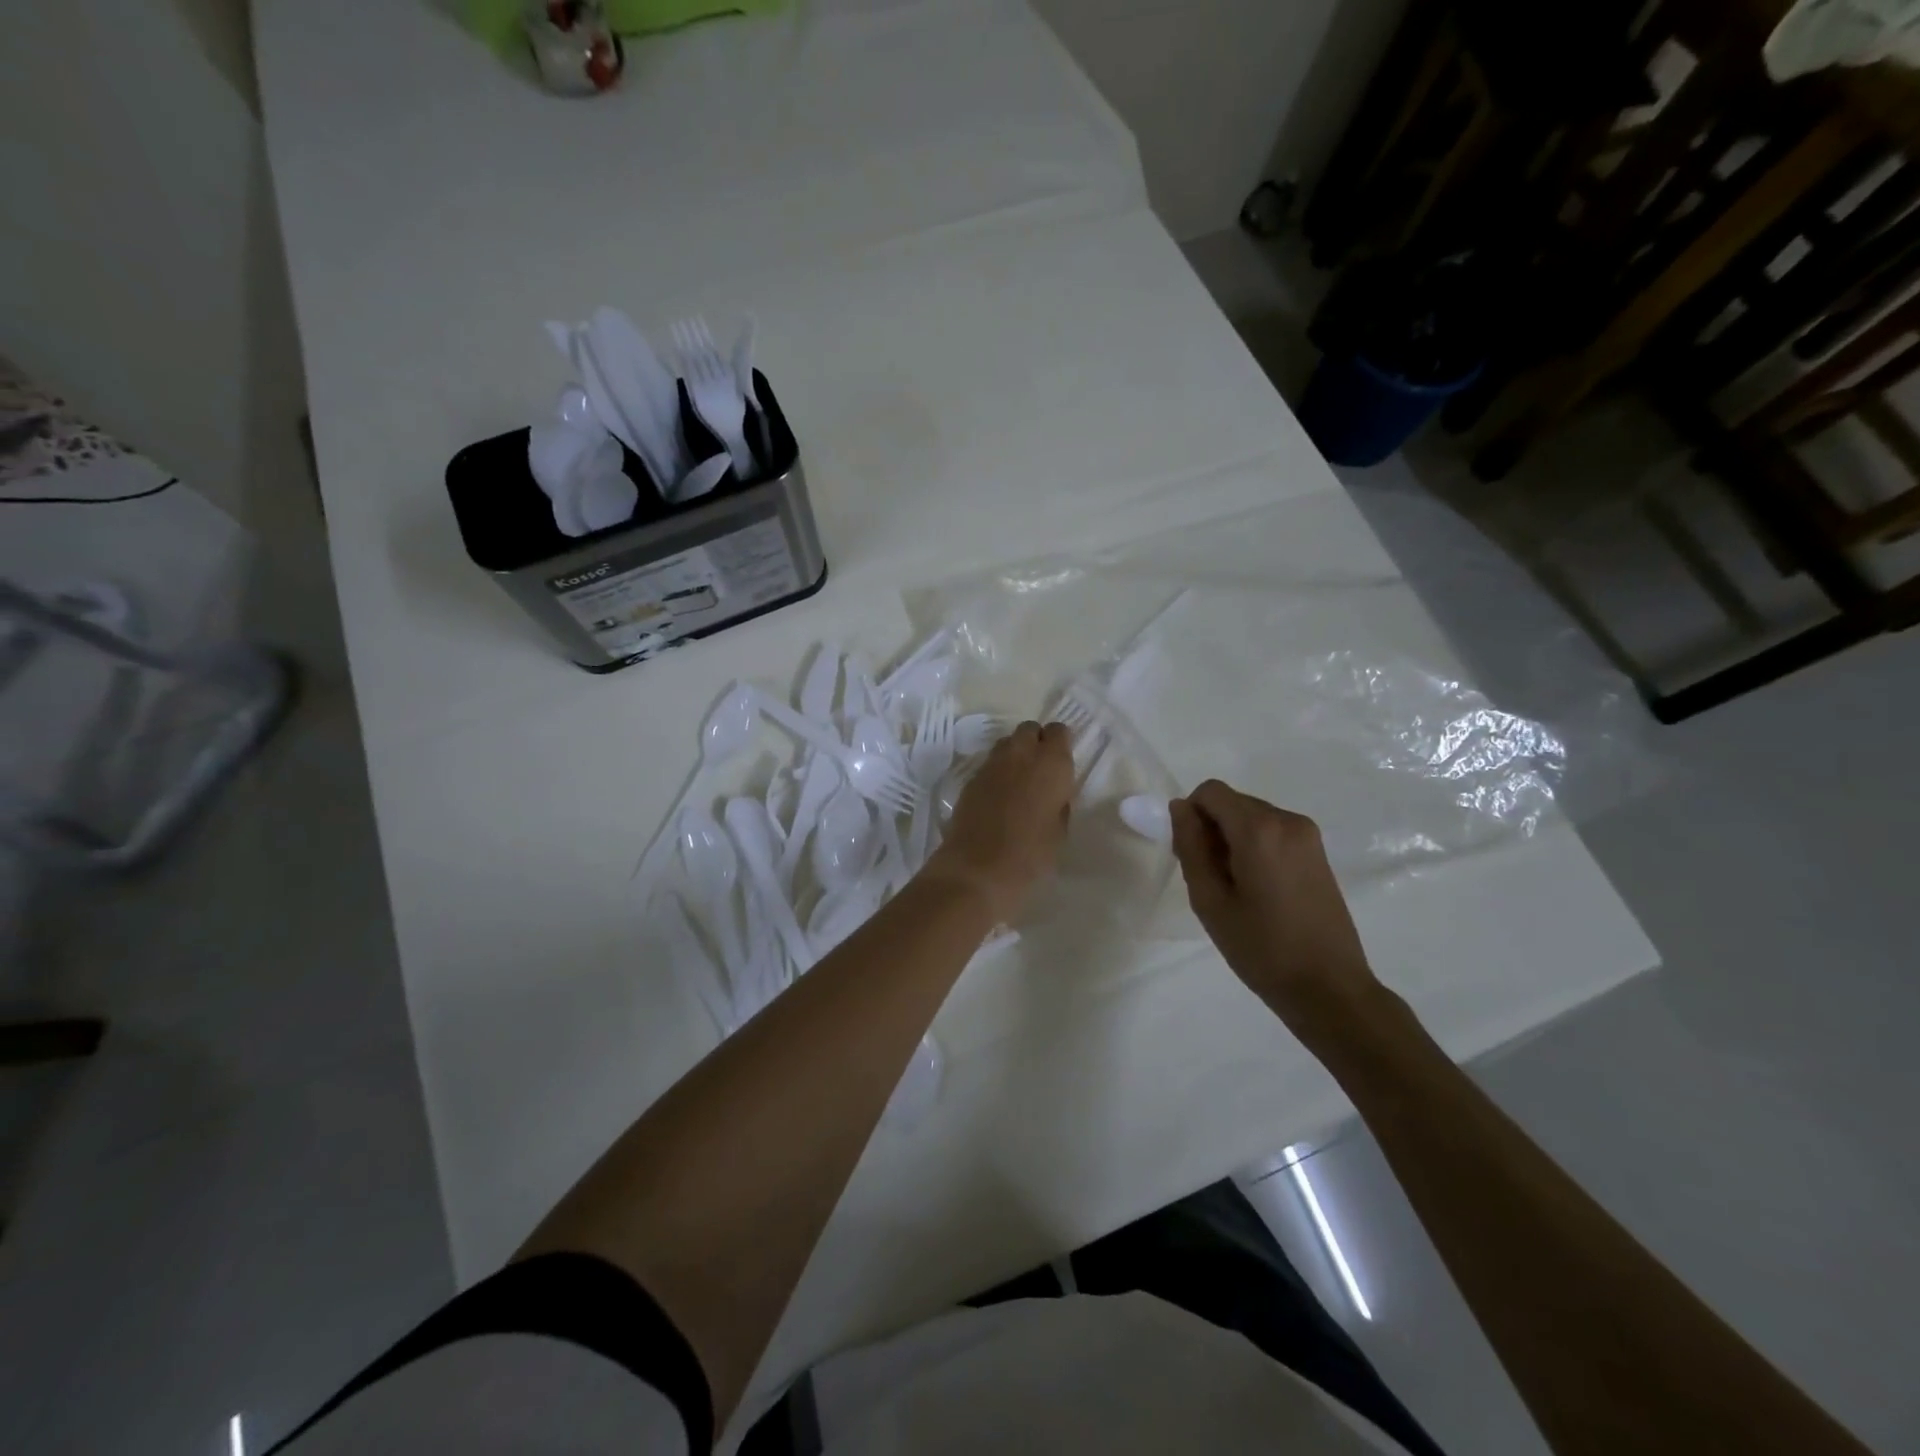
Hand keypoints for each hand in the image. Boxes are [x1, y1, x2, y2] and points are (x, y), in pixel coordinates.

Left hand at [924, 721, 1074, 920]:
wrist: (977, 869)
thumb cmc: (1030, 855)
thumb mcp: (1059, 832)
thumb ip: (1059, 804)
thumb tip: (1054, 794)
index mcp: (1052, 763)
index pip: (1058, 731)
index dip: (1060, 744)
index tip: (1061, 763)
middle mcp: (1021, 754)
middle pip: (1029, 730)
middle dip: (1035, 742)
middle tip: (1040, 770)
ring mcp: (992, 764)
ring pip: (1006, 743)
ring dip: (1015, 754)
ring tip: (1019, 782)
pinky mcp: (971, 778)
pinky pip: (989, 764)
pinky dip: (997, 772)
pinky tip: (998, 797)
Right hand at [1170, 780, 1382, 1042]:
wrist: (1329, 988)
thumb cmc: (1261, 948)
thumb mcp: (1210, 900)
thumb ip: (1190, 847)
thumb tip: (1180, 808)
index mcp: (1259, 829)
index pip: (1211, 792)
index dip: (1191, 815)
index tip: (1191, 855)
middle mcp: (1287, 820)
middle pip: (1232, 802)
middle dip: (1212, 829)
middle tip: (1209, 878)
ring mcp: (1307, 835)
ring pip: (1251, 816)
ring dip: (1233, 839)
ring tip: (1235, 889)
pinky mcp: (1317, 852)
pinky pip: (1272, 831)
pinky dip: (1254, 847)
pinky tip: (1258, 889)